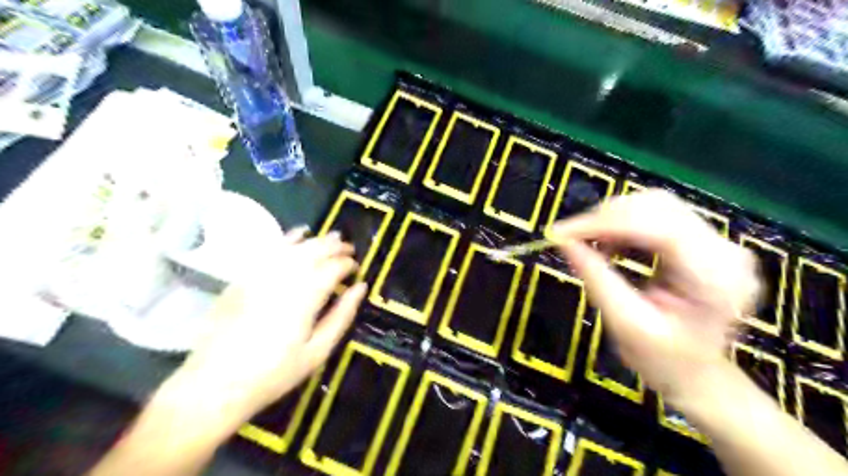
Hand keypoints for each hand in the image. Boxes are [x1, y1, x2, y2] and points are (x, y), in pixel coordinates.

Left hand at [174, 230, 367, 426]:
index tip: (357, 269)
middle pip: (315, 251)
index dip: (348, 265)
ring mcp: (260, 274)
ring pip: (295, 246)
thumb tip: (360, 287)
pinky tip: (299, 234)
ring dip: (317, 240)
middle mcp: (284, 277)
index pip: (334, 268)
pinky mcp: (243, 277)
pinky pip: (270, 248)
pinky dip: (288, 238)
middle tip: (349, 249)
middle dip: (336, 247)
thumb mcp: (317, 351)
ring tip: (333, 238)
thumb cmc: (274, 373)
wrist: (215, 384)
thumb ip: (342, 316)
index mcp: (306, 296)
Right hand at [554, 189, 758, 405]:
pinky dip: (626, 223)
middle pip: (659, 206)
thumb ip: (596, 277)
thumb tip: (563, 241)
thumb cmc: (663, 359)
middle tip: (572, 238)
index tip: (561, 232)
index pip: (658, 227)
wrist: (699, 375)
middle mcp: (724, 250)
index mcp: (714, 277)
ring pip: (657, 204)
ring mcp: (718, 242)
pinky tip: (612, 244)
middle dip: (607, 217)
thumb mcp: (624, 323)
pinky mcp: (704, 240)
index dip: (605, 223)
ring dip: (615, 218)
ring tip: (593, 243)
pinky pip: (658, 214)